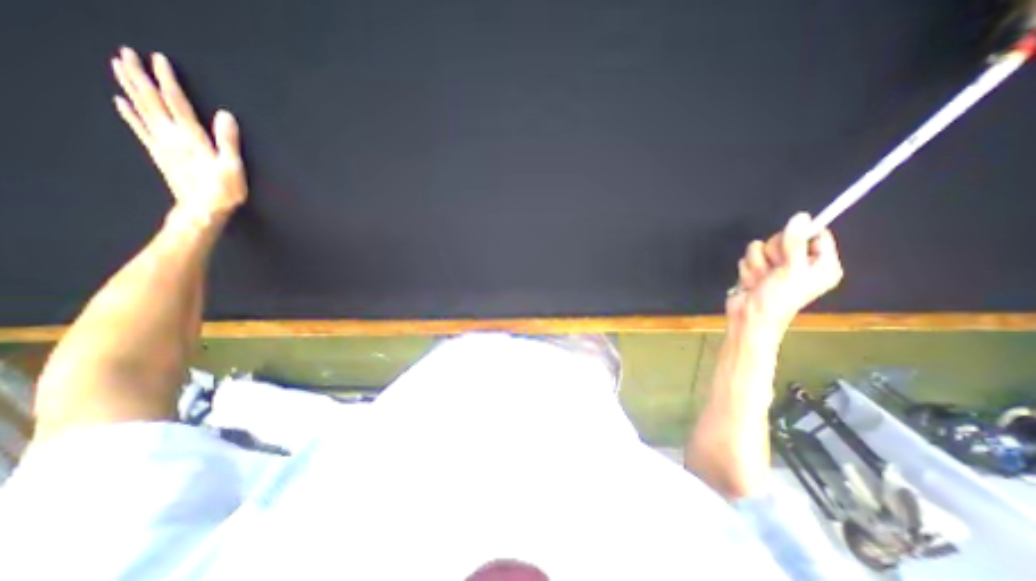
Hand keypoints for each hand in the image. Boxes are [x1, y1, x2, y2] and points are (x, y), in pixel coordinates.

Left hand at [110, 45, 245, 221]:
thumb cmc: (222, 191)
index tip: (158, 59)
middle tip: (126, 53)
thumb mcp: (233, 167)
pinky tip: (120, 102)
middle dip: (139, 76)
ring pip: (141, 110)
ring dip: (129, 88)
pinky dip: (128, 114)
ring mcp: (161, 145)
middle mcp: (171, 137)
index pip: (176, 102)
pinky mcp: (159, 154)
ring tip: (118, 67)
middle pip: (151, 101)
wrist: (201, 210)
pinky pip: (139, 129)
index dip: (167, 80)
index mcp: (191, 138)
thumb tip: (226, 115)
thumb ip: (228, 141)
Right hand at [728, 211, 840, 331]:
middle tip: (775, 269)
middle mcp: (800, 263)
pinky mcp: (757, 270)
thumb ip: (795, 243)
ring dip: (757, 265)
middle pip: (784, 238)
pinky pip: (748, 258)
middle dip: (773, 253)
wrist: (750, 317)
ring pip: (760, 248)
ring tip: (761, 280)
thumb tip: (800, 216)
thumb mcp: (792, 270)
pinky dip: (747, 271)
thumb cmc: (779, 298)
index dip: (801, 234)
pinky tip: (751, 283)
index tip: (789, 239)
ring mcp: (776, 267)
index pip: (816, 235)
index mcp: (821, 264)